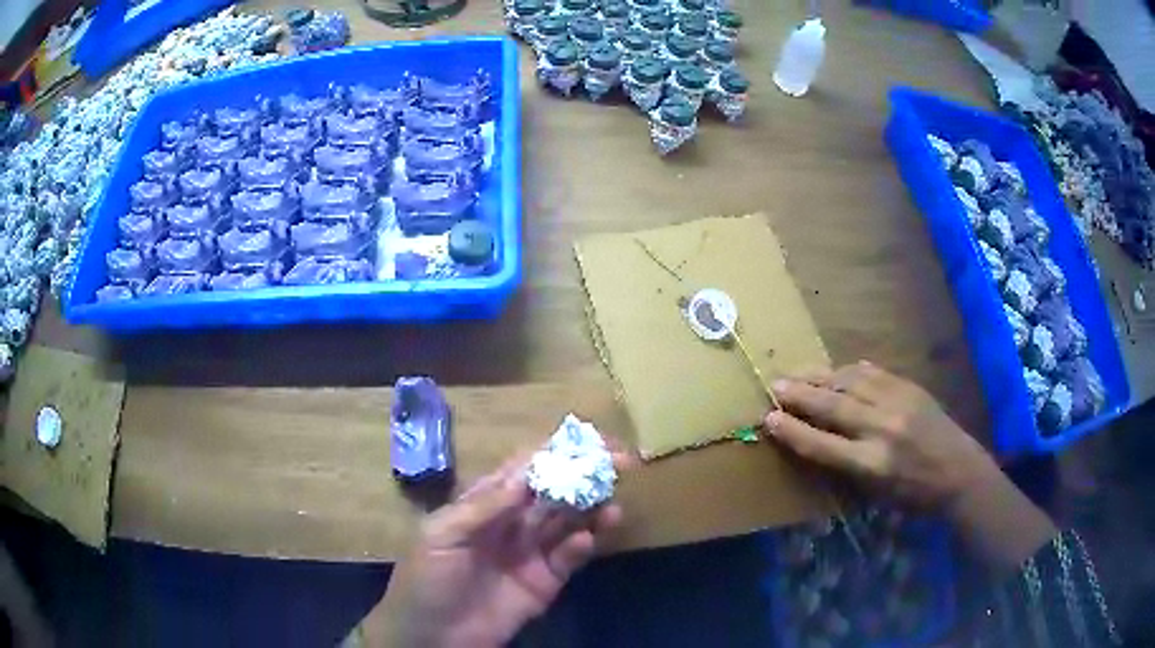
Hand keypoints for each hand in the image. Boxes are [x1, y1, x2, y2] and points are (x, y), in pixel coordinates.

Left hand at [364, 452, 629, 647]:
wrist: (432, 637)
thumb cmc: (426, 580)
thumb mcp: (442, 536)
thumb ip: (483, 507)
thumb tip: (525, 476)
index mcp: (484, 505)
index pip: (524, 469)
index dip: (553, 452)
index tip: (587, 441)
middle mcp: (512, 523)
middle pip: (554, 491)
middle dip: (585, 475)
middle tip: (620, 461)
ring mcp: (530, 553)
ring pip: (568, 522)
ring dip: (592, 508)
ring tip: (613, 502)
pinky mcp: (544, 583)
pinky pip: (569, 558)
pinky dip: (583, 546)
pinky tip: (589, 539)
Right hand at [764, 361, 992, 510]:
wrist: (959, 471)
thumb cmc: (913, 495)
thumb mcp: (875, 494)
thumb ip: (846, 468)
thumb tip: (818, 442)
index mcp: (871, 464)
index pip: (821, 444)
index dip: (793, 431)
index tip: (769, 419)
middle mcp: (881, 429)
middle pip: (832, 405)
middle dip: (799, 394)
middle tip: (774, 385)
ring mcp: (897, 403)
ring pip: (850, 381)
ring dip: (820, 376)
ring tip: (799, 372)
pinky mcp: (909, 387)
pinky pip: (873, 372)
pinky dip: (849, 371)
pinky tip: (837, 371)